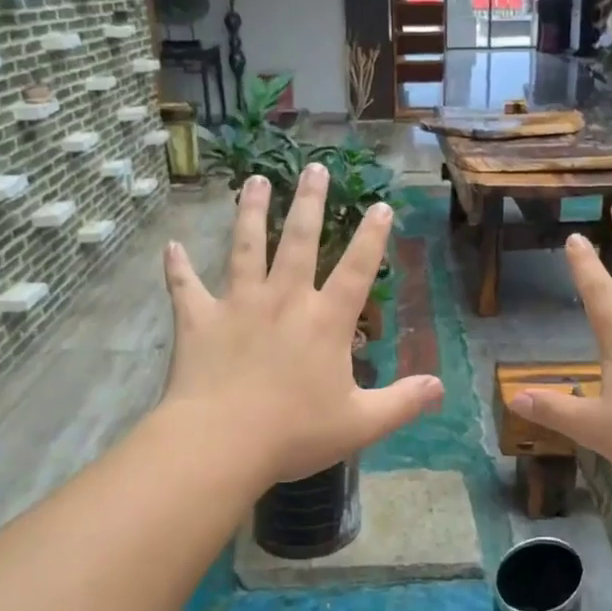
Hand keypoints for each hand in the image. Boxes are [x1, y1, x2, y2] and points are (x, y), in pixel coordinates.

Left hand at [160, 165, 441, 484]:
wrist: (221, 442)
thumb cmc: (294, 433)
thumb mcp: (360, 424)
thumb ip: (402, 403)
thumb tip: (440, 388)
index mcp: (325, 322)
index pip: (356, 269)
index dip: (372, 237)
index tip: (381, 205)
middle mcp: (283, 300)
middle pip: (298, 240)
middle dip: (309, 202)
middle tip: (314, 167)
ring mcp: (238, 305)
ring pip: (245, 247)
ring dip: (250, 212)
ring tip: (255, 180)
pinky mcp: (199, 320)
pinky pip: (185, 287)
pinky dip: (177, 267)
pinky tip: (170, 246)